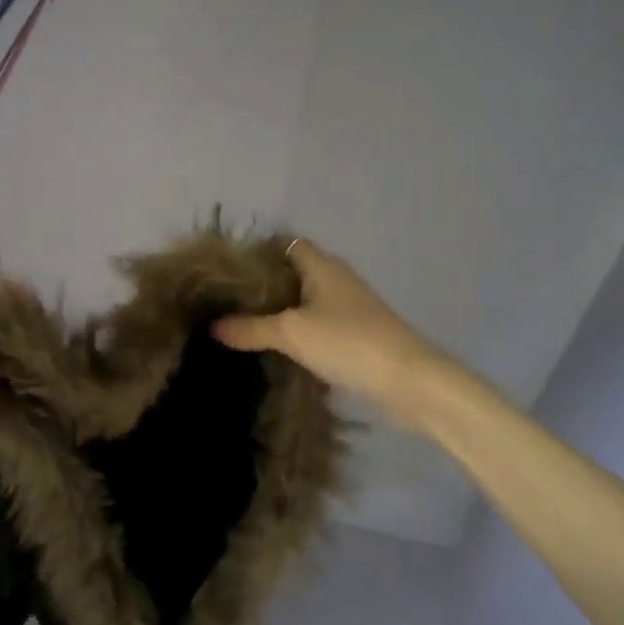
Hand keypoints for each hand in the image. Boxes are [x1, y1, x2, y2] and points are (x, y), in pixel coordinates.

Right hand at [213, 239, 474, 429]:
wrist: (410, 382)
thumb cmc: (348, 342)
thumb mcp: (291, 333)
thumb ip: (249, 328)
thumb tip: (213, 325)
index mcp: (321, 265)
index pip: (284, 242)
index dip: (256, 251)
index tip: (227, 271)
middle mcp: (335, 278)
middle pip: (292, 271)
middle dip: (262, 284)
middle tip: (227, 300)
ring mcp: (348, 307)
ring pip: (304, 300)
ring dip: (279, 310)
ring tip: (242, 324)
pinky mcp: (356, 334)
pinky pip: (317, 323)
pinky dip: (297, 330)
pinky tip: (276, 348)